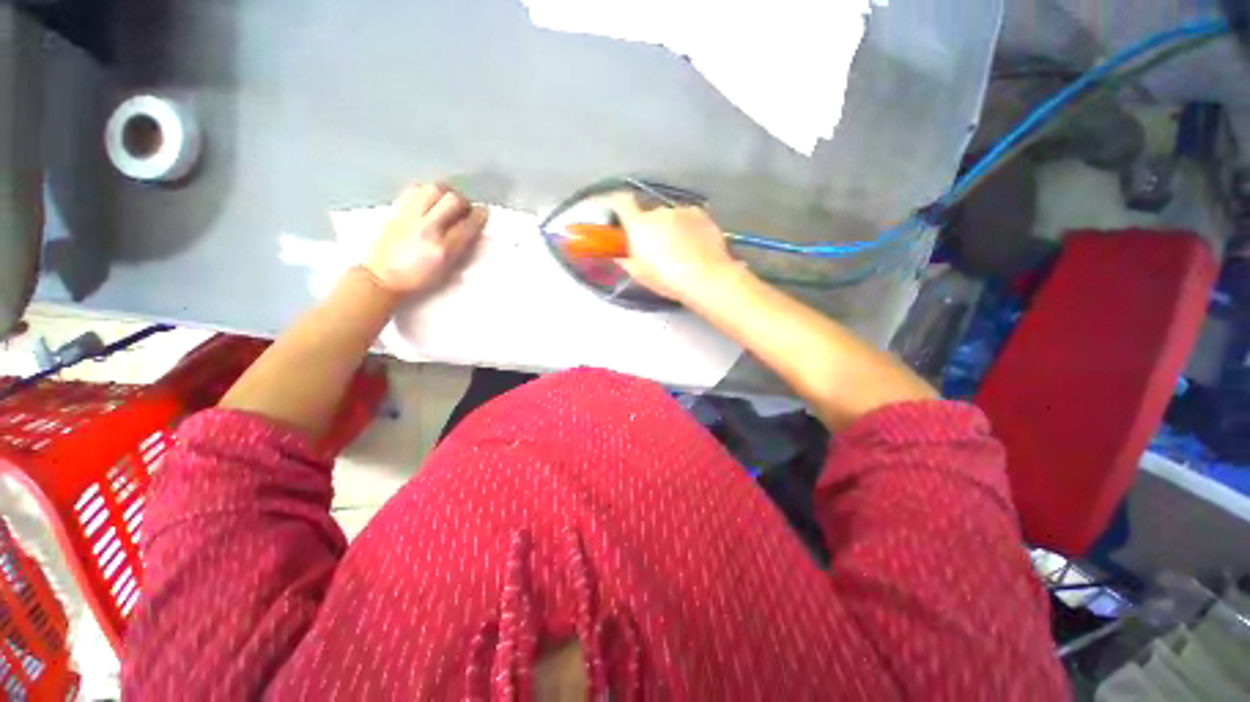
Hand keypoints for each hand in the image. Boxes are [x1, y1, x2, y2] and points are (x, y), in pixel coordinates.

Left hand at [365, 183, 487, 294]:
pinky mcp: (397, 211)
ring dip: (446, 192)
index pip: (468, 224)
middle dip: (464, 202)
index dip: (480, 216)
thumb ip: (461, 250)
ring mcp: (410, 217)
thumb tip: (473, 231)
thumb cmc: (418, 280)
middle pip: (453, 200)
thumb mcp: (446, 272)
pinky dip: (427, 191)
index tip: (483, 213)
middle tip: (465, 208)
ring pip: (433, 189)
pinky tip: (430, 200)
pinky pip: (415, 190)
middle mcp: (428, 229)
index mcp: (443, 250)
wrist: (382, 278)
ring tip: (448, 201)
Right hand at [612, 194, 740, 302]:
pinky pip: (688, 218)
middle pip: (649, 213)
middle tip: (655, 248)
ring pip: (670, 216)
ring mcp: (682, 210)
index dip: (618, 205)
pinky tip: (694, 246)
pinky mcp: (701, 214)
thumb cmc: (666, 279)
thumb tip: (619, 255)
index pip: (621, 201)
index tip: (619, 216)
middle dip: (650, 227)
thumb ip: (625, 261)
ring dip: (670, 228)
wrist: (705, 277)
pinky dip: (688, 228)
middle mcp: (658, 211)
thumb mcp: (639, 275)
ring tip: (679, 250)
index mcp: (638, 224)